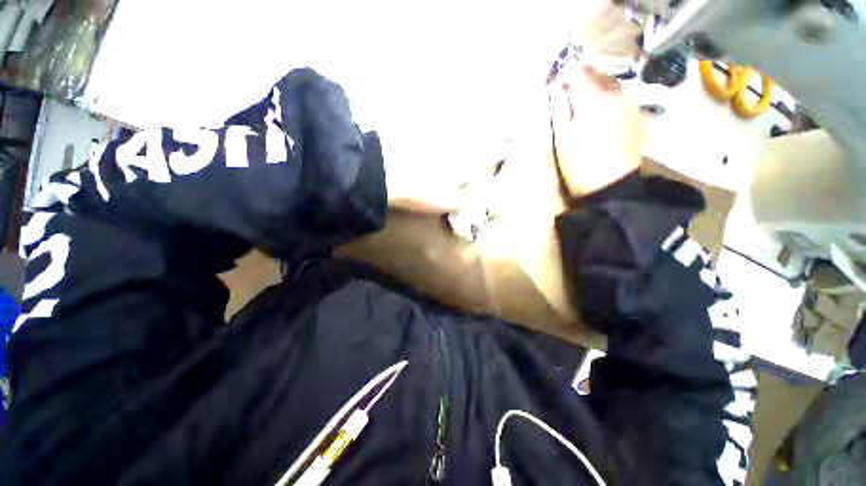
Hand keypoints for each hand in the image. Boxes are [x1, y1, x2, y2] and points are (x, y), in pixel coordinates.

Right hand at [549, 63, 647, 197]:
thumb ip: (560, 112)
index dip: (566, 77)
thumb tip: (558, 94)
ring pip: (613, 87)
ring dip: (597, 90)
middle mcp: (618, 96)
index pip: (580, 73)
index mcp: (596, 99)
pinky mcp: (638, 119)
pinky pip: (622, 101)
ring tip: (585, 104)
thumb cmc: (580, 164)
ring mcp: (631, 107)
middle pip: (600, 75)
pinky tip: (602, 116)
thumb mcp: (562, 138)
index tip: (557, 88)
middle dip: (583, 80)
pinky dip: (609, 101)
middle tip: (569, 94)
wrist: (610, 186)